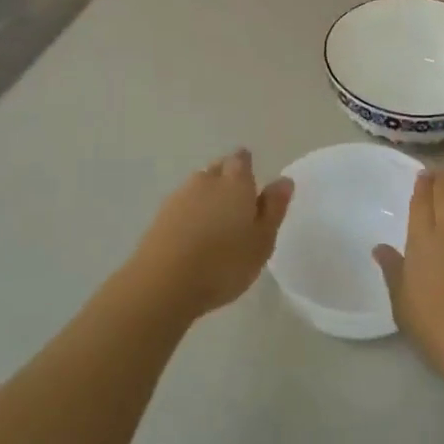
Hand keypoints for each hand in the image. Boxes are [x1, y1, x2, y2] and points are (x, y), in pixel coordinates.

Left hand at [131, 149, 292, 318]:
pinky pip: (181, 206)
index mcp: (235, 182)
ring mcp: (179, 197)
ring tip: (216, 223)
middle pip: (218, 169)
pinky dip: (189, 214)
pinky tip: (193, 236)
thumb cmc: (224, 263)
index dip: (246, 166)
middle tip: (237, 203)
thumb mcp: (262, 240)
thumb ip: (274, 208)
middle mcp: (206, 181)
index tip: (251, 182)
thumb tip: (284, 180)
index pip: (241, 160)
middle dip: (227, 179)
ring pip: (197, 187)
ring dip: (206, 197)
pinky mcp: (160, 217)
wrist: (163, 283)